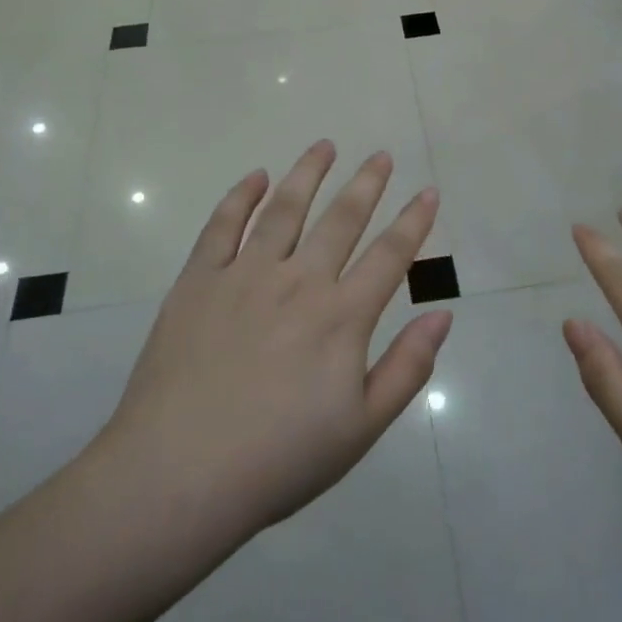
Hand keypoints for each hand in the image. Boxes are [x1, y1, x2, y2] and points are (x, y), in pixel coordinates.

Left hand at [98, 142, 451, 541]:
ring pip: (285, 208)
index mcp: (341, 317)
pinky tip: (256, 177)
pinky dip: (242, 196)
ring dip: (308, 173)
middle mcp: (298, 281)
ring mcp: (244, 275)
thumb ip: (406, 368)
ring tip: (324, 146)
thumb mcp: (361, 428)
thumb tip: (442, 314)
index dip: (413, 220)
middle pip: (341, 219)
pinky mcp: (198, 281)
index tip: (428, 190)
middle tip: (381, 155)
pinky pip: (223, 225)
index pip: (390, 255)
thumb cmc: (278, 460)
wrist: (178, 476)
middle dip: (366, 184)